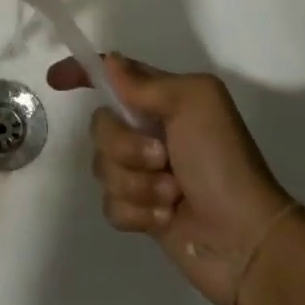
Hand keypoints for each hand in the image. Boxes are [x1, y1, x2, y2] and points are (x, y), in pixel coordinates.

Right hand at [48, 54, 294, 304]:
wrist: (247, 240)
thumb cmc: (223, 162)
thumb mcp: (195, 103)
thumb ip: (146, 83)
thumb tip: (109, 64)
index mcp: (163, 100)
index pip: (113, 76)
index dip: (82, 73)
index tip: (56, 80)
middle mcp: (149, 131)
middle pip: (100, 124)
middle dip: (125, 145)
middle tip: (162, 159)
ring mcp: (143, 173)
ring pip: (102, 167)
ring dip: (137, 184)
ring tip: (172, 196)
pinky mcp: (140, 212)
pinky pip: (110, 204)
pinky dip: (137, 213)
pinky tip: (165, 220)